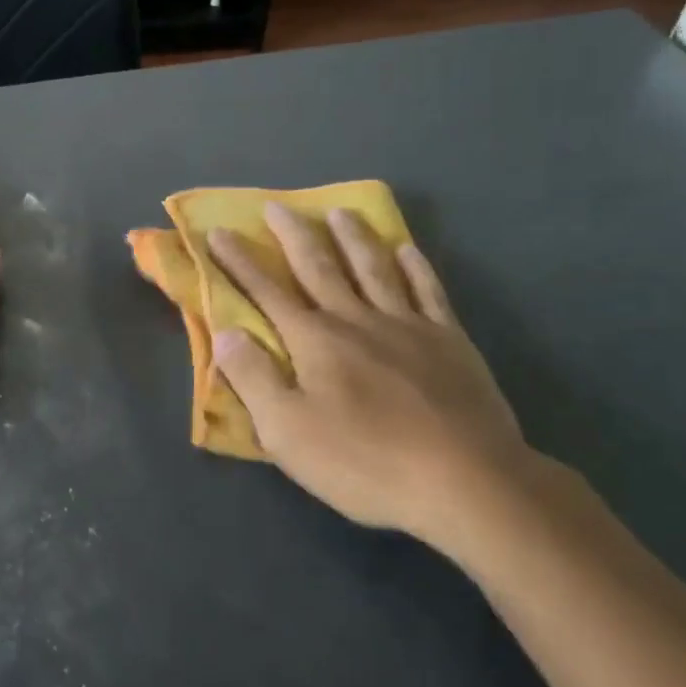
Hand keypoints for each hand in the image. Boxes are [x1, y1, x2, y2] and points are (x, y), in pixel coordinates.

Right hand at [209, 205, 534, 545]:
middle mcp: (357, 320)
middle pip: (320, 267)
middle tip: (278, 205)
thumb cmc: (365, 462)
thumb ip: (253, 378)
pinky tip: (407, 250)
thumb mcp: (287, 432)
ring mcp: (408, 326)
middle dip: (294, 235)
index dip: (240, 262)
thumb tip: (226, 332)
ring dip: (353, 238)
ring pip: (374, 269)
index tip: (219, 232)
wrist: (466, 481)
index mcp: (315, 341)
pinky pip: (428, 291)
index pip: (267, 292)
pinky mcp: (450, 341)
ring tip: (340, 212)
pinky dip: (415, 267)